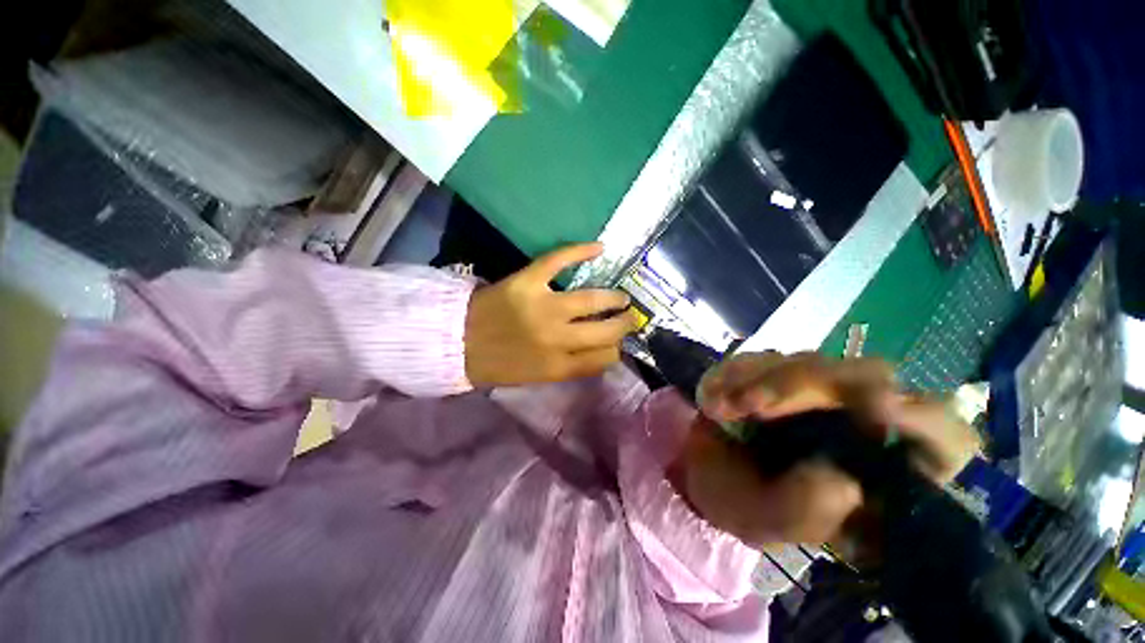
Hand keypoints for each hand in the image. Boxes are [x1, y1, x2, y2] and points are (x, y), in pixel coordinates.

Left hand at [464, 243, 639, 386]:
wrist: (456, 342)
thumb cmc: (498, 363)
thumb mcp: (537, 378)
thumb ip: (570, 367)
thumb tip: (601, 354)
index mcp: (557, 365)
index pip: (603, 359)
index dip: (616, 350)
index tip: (617, 343)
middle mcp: (556, 338)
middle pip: (605, 331)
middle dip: (624, 324)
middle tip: (630, 317)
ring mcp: (543, 307)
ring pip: (592, 299)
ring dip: (614, 298)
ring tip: (621, 297)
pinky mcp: (527, 281)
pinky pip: (559, 260)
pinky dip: (580, 250)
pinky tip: (600, 247)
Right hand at [675, 352, 979, 545]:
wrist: (703, 469)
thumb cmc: (740, 505)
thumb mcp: (766, 523)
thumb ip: (803, 512)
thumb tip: (841, 481)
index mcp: (880, 470)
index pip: (941, 438)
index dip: (925, 422)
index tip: (880, 409)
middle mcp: (860, 421)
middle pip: (867, 377)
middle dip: (803, 387)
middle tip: (752, 405)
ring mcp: (818, 390)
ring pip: (809, 362)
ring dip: (759, 380)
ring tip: (721, 409)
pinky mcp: (779, 371)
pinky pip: (764, 358)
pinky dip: (735, 373)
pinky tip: (714, 399)